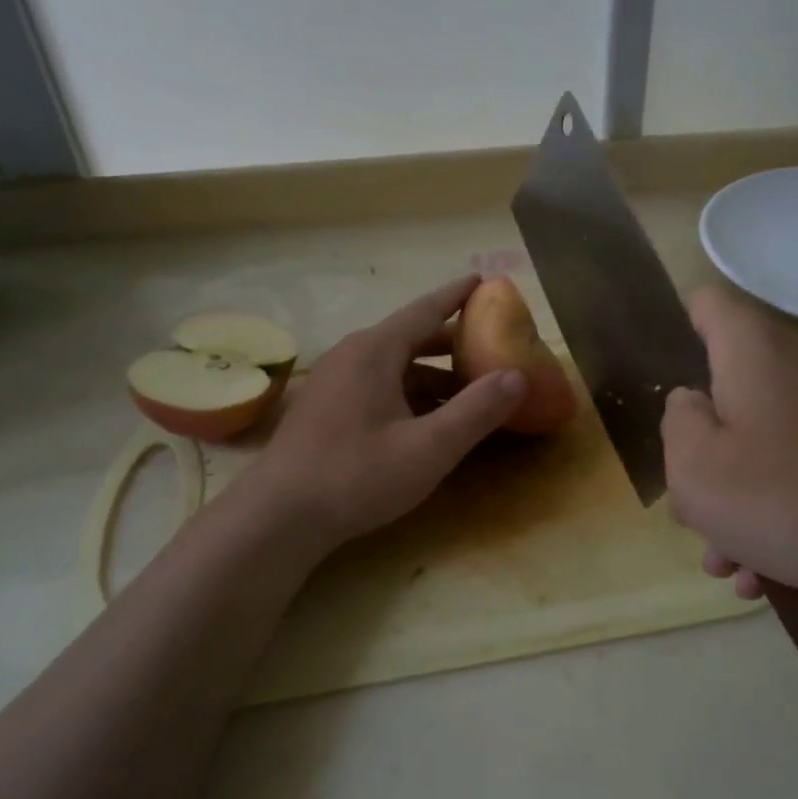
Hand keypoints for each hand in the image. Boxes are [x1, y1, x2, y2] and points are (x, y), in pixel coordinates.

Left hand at [236, 277, 525, 547]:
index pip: (425, 309)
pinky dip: (409, 392)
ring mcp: (334, 382)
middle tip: (489, 343)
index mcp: (375, 351)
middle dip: (451, 340)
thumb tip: (517, 376)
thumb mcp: (429, 447)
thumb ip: (477, 411)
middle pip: (410, 337)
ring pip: (393, 365)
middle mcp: (352, 355)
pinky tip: (427, 419)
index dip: (457, 295)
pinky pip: (378, 385)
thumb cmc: (357, 475)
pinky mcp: (326, 408)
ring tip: (468, 388)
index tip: (484, 281)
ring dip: (431, 373)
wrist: (279, 517)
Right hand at [661, 288, 797, 629]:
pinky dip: (781, 501)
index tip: (675, 392)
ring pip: (768, 435)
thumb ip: (678, 421)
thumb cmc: (783, 500)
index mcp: (756, 349)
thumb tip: (694, 402)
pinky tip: (770, 570)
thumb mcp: (694, 467)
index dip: (680, 333)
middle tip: (694, 509)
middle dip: (706, 447)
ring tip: (730, 561)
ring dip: (740, 492)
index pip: (708, 304)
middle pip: (733, 387)